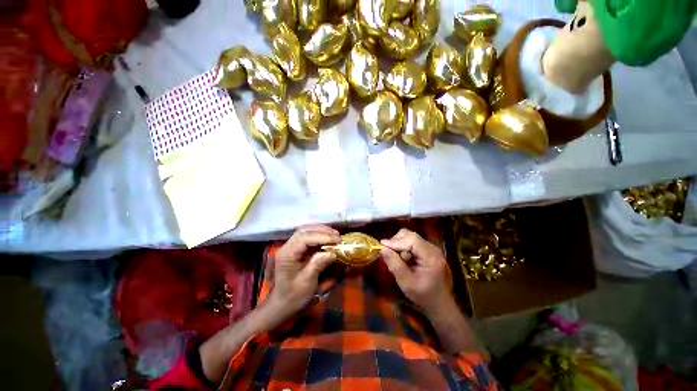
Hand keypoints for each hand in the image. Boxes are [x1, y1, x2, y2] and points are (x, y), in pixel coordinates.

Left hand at [266, 225, 339, 322]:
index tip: (337, 240)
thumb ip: (318, 264)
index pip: (304, 238)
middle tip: (338, 235)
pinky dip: (318, 235)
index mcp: (287, 255)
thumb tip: (332, 252)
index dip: (322, 236)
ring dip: (321, 231)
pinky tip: (327, 238)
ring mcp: (290, 247)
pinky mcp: (295, 249)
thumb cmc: (293, 296)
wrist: (281, 305)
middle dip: (322, 230)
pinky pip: (307, 237)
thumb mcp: (307, 282)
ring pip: (305, 231)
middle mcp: (287, 247)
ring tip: (335, 235)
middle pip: (304, 231)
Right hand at [381, 229, 452, 315]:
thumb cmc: (423, 296)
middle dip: (396, 242)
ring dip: (399, 245)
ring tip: (398, 259)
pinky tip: (403, 260)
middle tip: (389, 255)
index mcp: (431, 256)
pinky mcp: (427, 249)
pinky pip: (411, 242)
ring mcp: (430, 248)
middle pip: (410, 235)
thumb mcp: (406, 283)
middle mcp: (432, 248)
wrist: (439, 303)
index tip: (382, 247)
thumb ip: (395, 265)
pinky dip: (403, 247)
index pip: (412, 240)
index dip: (395, 241)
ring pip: (409, 236)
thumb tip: (382, 248)